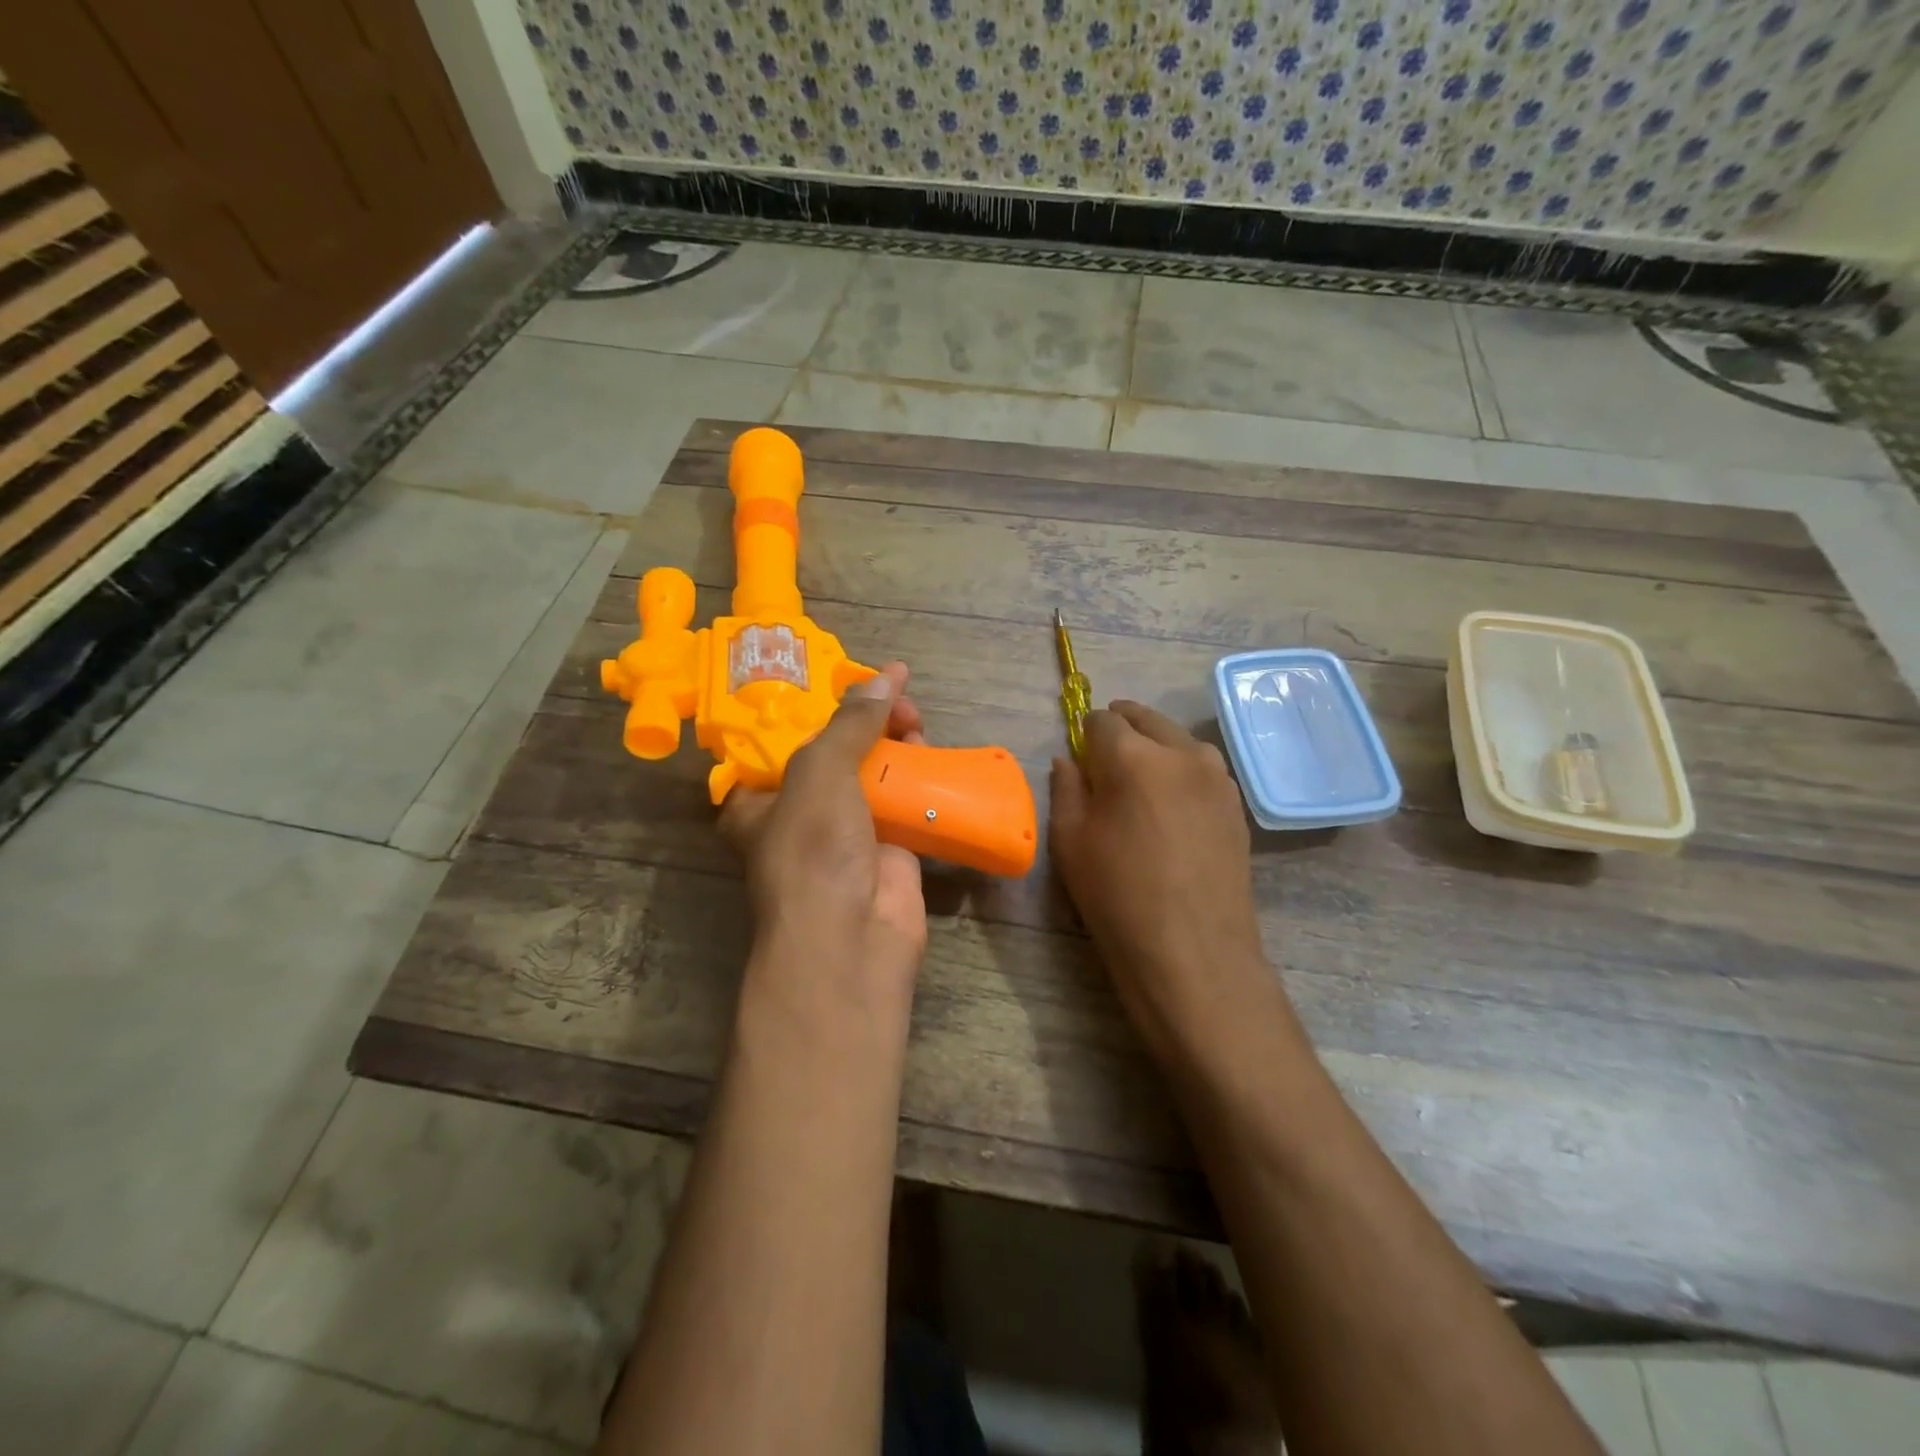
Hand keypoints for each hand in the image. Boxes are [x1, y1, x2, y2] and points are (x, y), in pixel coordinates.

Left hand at [720, 662, 928, 1007]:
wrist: (853, 939)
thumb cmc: (814, 851)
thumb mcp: (819, 774)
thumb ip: (850, 724)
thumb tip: (885, 676)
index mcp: (761, 799)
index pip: (783, 739)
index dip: (814, 706)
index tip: (848, 679)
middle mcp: (800, 813)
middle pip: (835, 751)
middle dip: (865, 721)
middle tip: (896, 698)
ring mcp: (847, 832)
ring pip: (873, 773)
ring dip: (895, 744)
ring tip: (916, 719)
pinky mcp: (889, 847)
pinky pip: (904, 801)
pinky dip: (919, 777)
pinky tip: (933, 751)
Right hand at [1049, 702, 1275, 1063]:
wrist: (1193, 952)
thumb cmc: (1118, 897)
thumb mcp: (1070, 842)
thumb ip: (1066, 789)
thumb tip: (1069, 761)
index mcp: (1132, 756)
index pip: (1102, 719)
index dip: (1085, 734)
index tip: (1079, 758)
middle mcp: (1180, 753)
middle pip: (1146, 719)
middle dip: (1122, 729)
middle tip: (1104, 761)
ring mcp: (1216, 777)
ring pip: (1178, 741)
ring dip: (1155, 747)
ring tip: (1140, 784)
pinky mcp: (1236, 803)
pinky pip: (1201, 769)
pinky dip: (1181, 772)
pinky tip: (1171, 807)